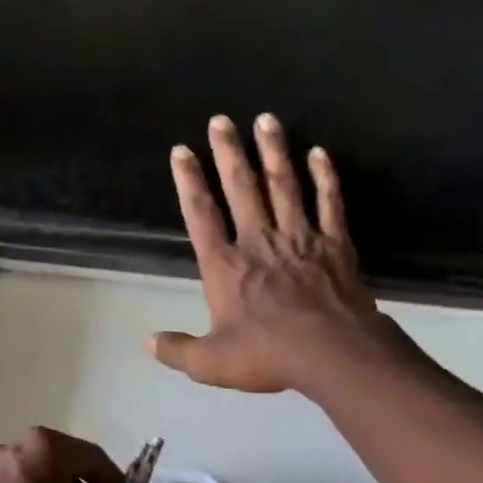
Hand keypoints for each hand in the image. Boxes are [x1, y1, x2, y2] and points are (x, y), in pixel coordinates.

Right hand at [150, 114, 388, 394]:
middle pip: (241, 189)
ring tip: (266, 119)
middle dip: (228, 153)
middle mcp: (259, 242)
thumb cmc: (267, 355)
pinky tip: (319, 153)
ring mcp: (300, 238)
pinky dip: (324, 177)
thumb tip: (147, 343)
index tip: (181, 151)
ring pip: (283, 185)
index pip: (201, 216)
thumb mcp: (211, 363)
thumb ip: (178, 350)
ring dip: (273, 151)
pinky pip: (328, 202)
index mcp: (225, 267)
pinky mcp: (334, 244)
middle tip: (221, 120)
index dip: (189, 182)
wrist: (332, 353)